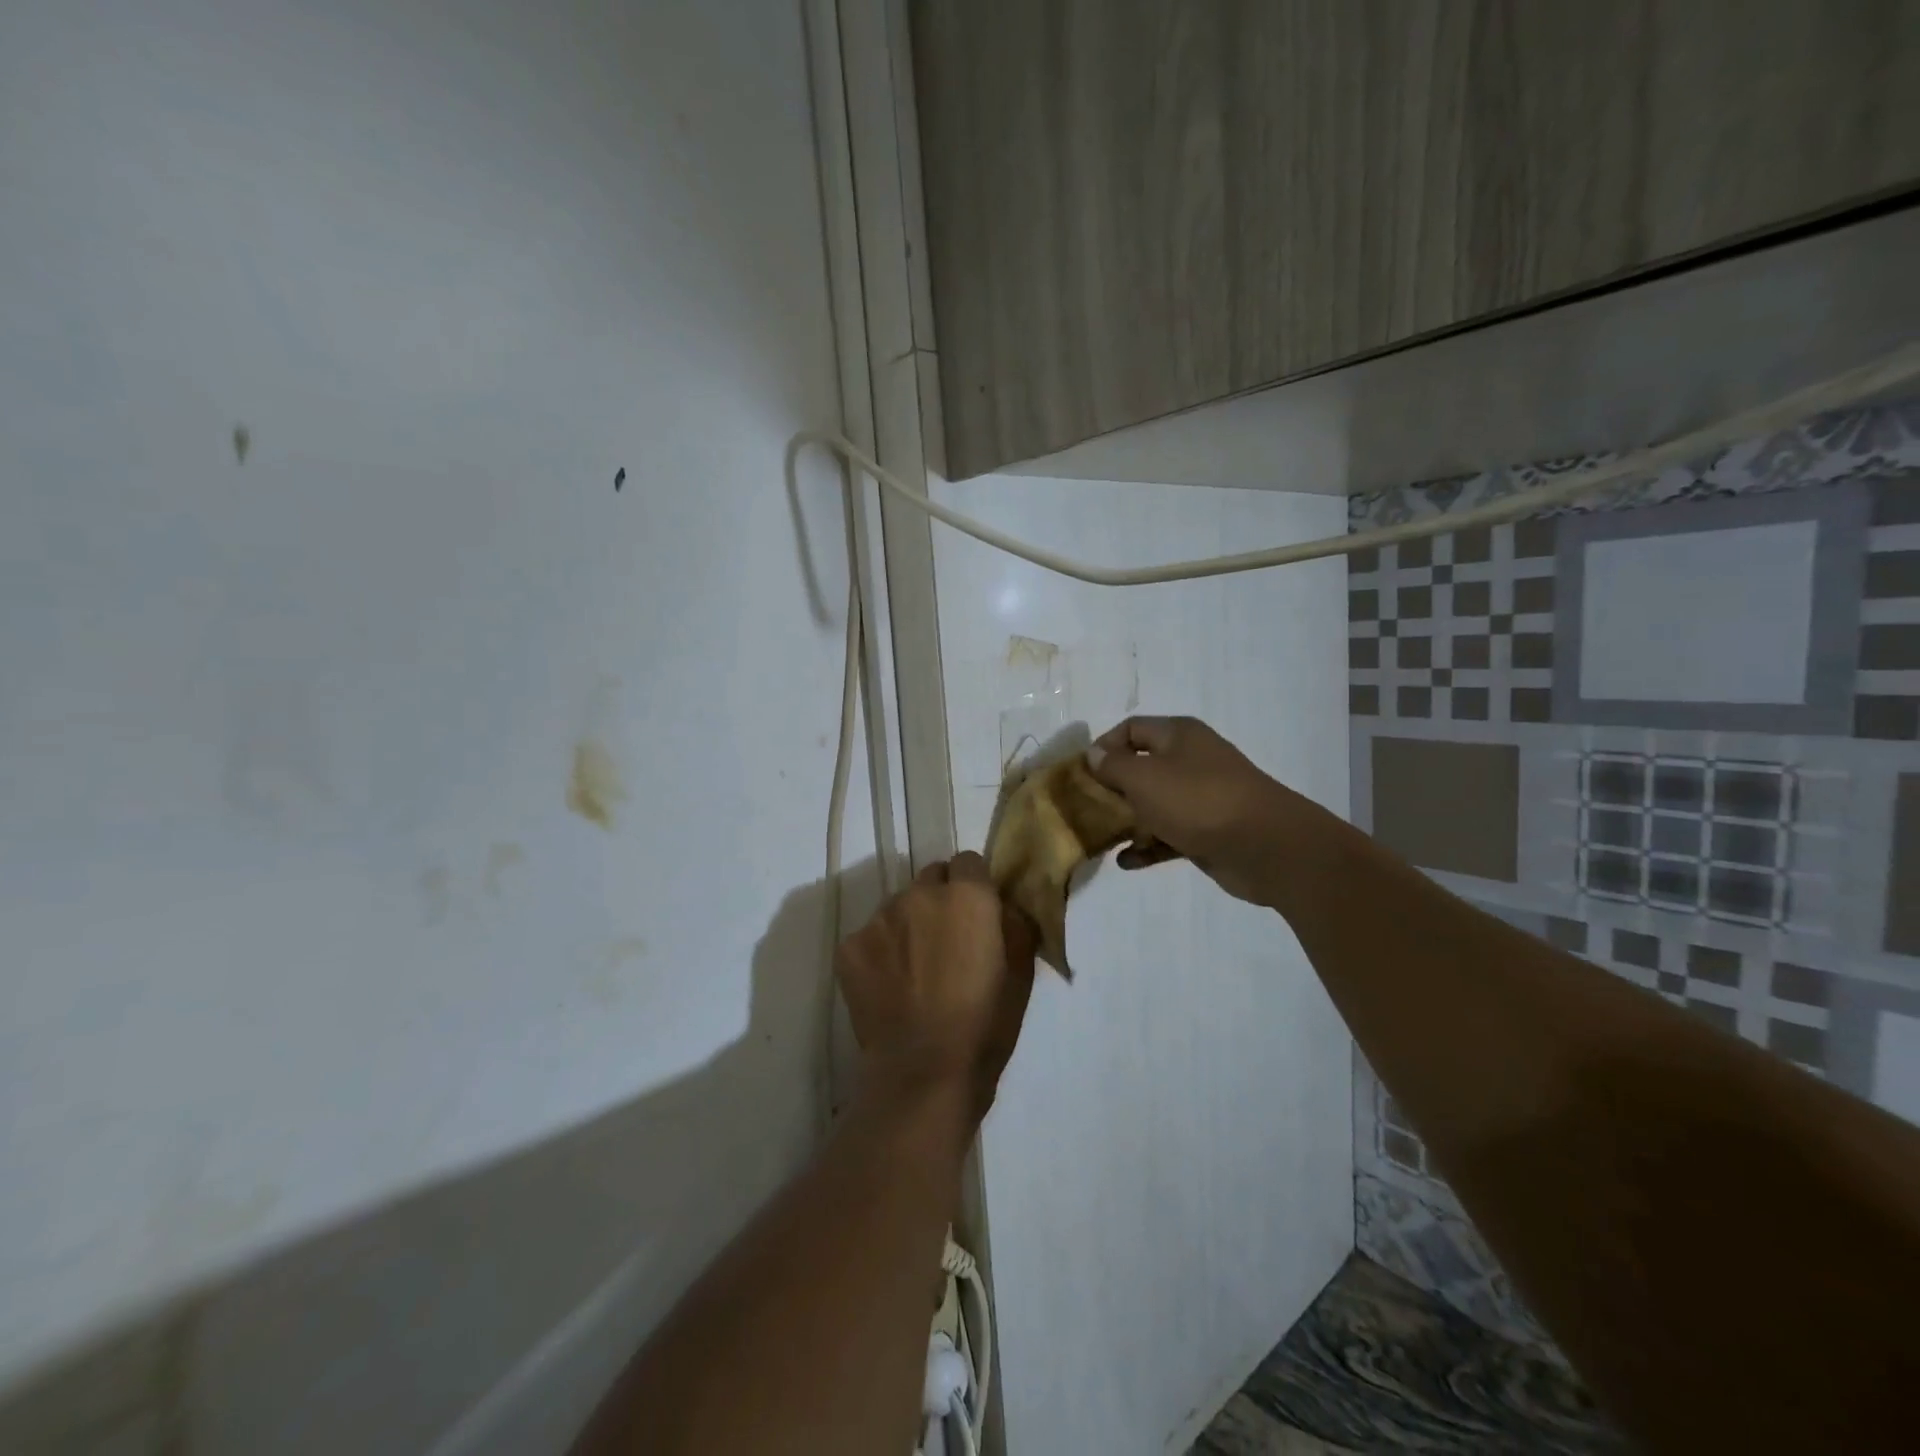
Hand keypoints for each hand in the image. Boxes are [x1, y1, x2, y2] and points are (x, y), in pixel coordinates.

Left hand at [835, 852, 1037, 1120]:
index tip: (978, 914)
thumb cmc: (985, 1024)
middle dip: (941, 899)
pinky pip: (870, 935)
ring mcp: (879, 918)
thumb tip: (1004, 904)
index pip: (968, 862)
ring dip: (909, 924)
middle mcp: (919, 894)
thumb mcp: (1021, 972)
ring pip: (898, 905)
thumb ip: (1015, 923)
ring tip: (916, 969)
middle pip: (931, 878)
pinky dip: (880, 952)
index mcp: (966, 896)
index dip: (975, 885)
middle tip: (947, 941)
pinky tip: (890, 987)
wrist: (923, 1072)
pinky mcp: (849, 947)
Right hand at [1085, 716, 1300, 906]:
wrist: (1266, 846)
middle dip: (1111, 789)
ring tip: (1101, 838)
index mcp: (1178, 735)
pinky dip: (1148, 847)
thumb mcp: (1145, 778)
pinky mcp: (1206, 832)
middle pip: (1140, 768)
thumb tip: (1094, 754)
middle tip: (1087, 809)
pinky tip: (1126, 862)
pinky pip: (1168, 835)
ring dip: (1127, 821)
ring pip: (1153, 805)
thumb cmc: (1198, 800)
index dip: (1104, 747)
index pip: (1131, 728)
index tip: (1082, 774)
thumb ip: (1113, 766)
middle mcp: (1189, 761)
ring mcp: (1200, 798)